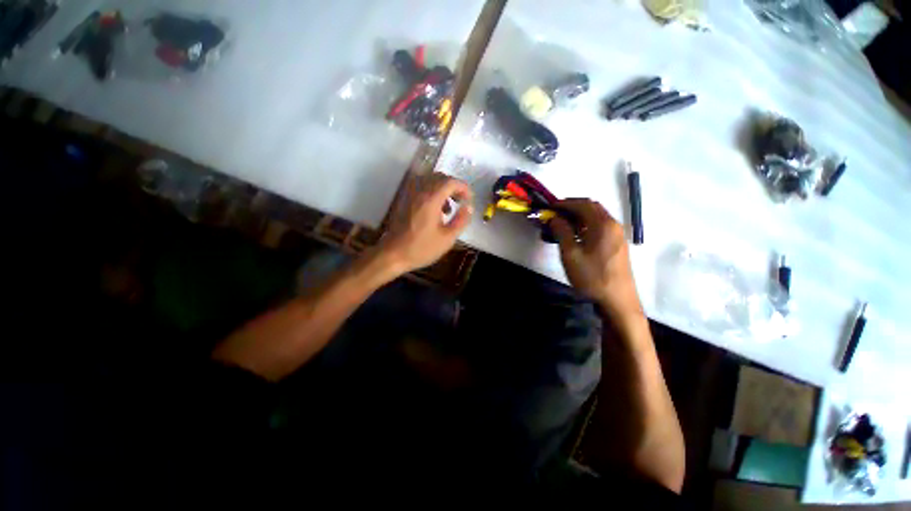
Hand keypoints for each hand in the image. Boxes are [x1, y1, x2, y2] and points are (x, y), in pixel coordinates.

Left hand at [379, 173, 473, 273]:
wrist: (393, 254)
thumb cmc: (421, 248)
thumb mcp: (447, 238)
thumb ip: (461, 220)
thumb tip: (469, 207)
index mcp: (431, 199)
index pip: (450, 182)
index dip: (463, 187)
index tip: (470, 199)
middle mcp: (419, 191)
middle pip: (440, 177)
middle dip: (454, 187)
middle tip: (462, 201)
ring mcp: (409, 194)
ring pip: (430, 181)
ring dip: (443, 189)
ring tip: (449, 208)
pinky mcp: (404, 200)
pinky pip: (421, 187)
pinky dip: (432, 192)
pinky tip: (435, 210)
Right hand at [550, 199, 642, 318]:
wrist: (617, 301)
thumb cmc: (592, 277)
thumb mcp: (571, 254)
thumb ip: (561, 232)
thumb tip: (554, 217)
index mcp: (603, 224)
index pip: (583, 204)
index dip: (564, 203)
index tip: (549, 207)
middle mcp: (613, 224)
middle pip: (592, 207)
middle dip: (572, 207)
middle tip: (555, 214)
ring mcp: (617, 234)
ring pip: (597, 217)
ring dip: (579, 216)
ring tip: (562, 224)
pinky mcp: (617, 244)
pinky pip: (600, 226)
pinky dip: (586, 225)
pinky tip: (576, 236)